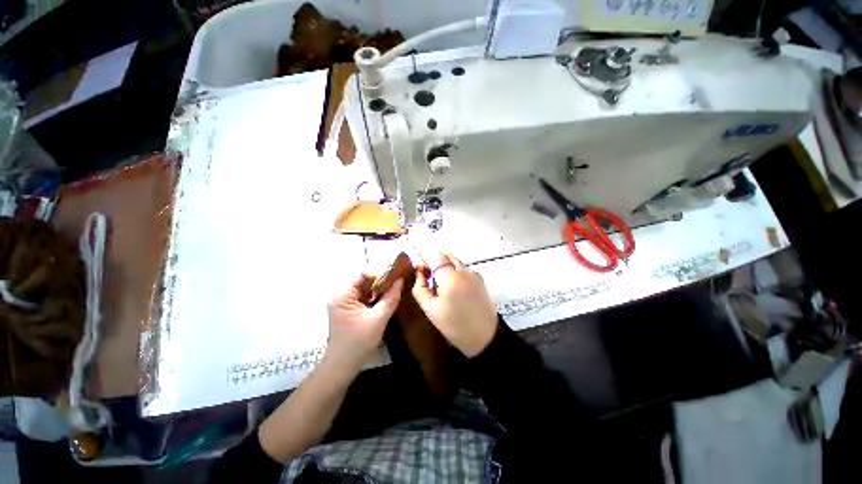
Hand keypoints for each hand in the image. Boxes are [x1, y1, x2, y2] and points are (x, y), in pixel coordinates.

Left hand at [326, 274, 402, 372]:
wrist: (342, 365)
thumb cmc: (358, 342)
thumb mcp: (378, 319)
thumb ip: (390, 298)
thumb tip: (401, 280)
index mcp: (343, 294)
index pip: (363, 273)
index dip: (380, 272)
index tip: (396, 277)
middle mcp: (341, 293)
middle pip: (364, 278)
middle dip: (382, 279)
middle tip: (398, 280)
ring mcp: (345, 300)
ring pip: (366, 286)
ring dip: (380, 286)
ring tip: (396, 286)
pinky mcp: (349, 307)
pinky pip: (365, 294)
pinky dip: (376, 294)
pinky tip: (388, 295)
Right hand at [412, 252, 497, 357]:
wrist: (484, 337)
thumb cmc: (454, 326)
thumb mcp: (430, 310)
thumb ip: (420, 288)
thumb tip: (419, 272)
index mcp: (451, 278)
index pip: (436, 257)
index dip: (427, 263)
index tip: (423, 275)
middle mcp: (464, 271)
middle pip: (447, 256)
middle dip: (437, 265)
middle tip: (433, 282)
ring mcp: (474, 274)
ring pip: (455, 262)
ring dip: (447, 270)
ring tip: (445, 291)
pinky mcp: (480, 279)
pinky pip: (464, 270)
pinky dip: (456, 275)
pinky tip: (457, 292)